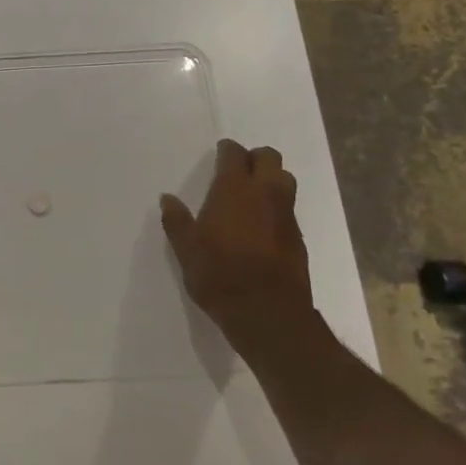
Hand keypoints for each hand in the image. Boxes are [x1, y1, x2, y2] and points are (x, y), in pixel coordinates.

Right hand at [160, 139, 315, 354]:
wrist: (268, 314)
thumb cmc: (219, 274)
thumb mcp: (186, 249)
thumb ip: (176, 220)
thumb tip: (167, 199)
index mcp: (234, 190)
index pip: (235, 154)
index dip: (227, 150)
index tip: (220, 153)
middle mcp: (265, 194)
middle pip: (269, 158)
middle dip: (255, 158)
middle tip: (238, 171)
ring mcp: (286, 215)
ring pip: (285, 180)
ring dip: (271, 179)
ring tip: (252, 195)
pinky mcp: (298, 238)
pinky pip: (288, 208)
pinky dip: (277, 207)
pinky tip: (262, 226)